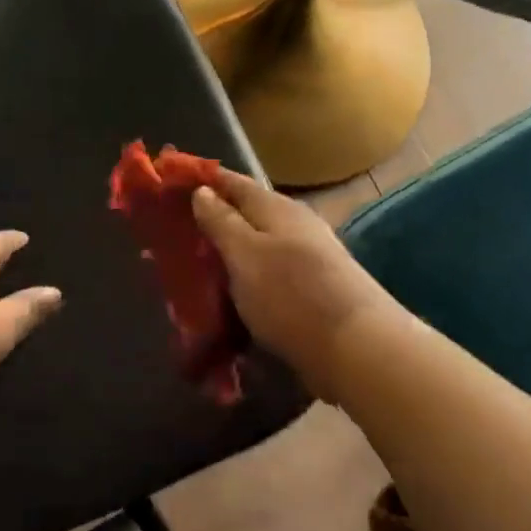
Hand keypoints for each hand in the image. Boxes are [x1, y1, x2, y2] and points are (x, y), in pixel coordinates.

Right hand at [192, 171, 398, 398]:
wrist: (359, 349)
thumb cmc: (292, 295)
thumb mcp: (244, 254)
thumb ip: (221, 221)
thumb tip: (203, 191)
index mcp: (276, 207)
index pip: (232, 181)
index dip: (202, 180)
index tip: (170, 185)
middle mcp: (295, 224)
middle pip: (246, 213)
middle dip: (213, 220)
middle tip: (177, 235)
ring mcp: (310, 256)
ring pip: (259, 245)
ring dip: (231, 253)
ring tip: (199, 270)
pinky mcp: (316, 289)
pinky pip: (271, 273)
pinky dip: (248, 278)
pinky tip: (235, 296)